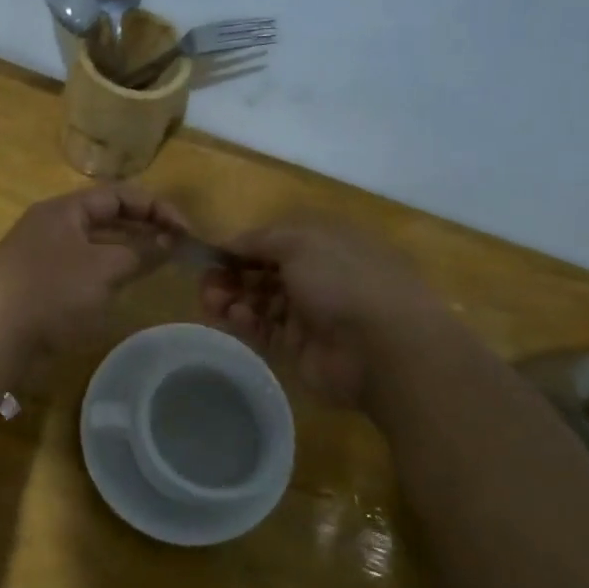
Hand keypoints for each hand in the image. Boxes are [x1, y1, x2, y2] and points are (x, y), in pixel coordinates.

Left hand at [0, 184, 188, 351]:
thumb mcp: (104, 268)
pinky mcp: (40, 283)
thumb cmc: (52, 290)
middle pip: (106, 216)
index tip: (185, 231)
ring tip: (157, 263)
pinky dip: (107, 271)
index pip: (119, 195)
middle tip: (176, 245)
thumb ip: (141, 252)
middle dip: (143, 227)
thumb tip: (170, 241)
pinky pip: (82, 267)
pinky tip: (123, 285)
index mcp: (65, 209)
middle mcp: (53, 225)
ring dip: (127, 249)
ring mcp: (44, 255)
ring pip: (95, 243)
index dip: (156, 207)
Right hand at [200, 220, 445, 407]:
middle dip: (231, 274)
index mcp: (324, 244)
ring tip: (212, 302)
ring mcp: (309, 314)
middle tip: (206, 284)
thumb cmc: (343, 280)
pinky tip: (233, 318)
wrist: (382, 347)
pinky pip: (264, 330)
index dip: (242, 247)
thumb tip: (231, 242)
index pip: (274, 242)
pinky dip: (245, 322)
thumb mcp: (300, 242)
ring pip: (259, 302)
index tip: (212, 254)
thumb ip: (260, 239)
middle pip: (263, 272)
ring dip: (232, 298)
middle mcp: (317, 276)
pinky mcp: (299, 347)